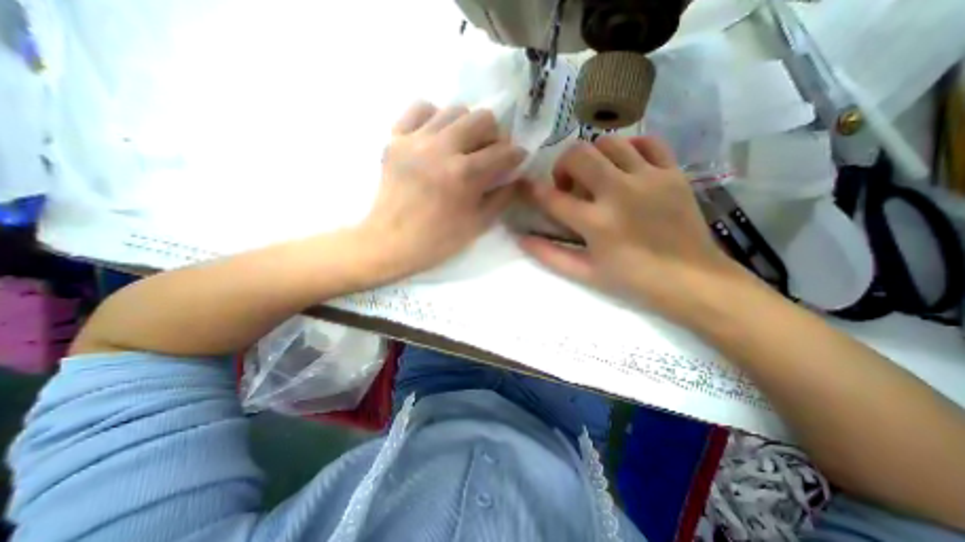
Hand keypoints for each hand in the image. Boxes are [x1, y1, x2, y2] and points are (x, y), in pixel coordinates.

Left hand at [354, 100, 523, 281]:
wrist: (391, 242)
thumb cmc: (438, 240)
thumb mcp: (478, 224)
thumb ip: (501, 197)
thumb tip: (514, 177)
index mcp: (464, 175)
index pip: (502, 152)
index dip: (516, 154)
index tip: (516, 159)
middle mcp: (441, 149)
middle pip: (482, 118)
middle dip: (495, 135)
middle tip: (490, 152)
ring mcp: (415, 140)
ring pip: (454, 110)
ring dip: (467, 126)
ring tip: (464, 145)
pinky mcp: (395, 139)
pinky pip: (420, 109)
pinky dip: (434, 117)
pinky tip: (437, 136)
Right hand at [521, 137, 745, 318]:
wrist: (691, 279)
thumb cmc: (632, 280)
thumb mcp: (585, 273)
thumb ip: (550, 254)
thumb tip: (521, 238)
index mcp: (596, 223)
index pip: (552, 198)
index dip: (532, 190)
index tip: (527, 188)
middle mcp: (619, 193)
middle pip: (578, 154)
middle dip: (562, 165)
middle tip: (568, 184)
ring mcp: (649, 178)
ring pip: (609, 142)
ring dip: (593, 156)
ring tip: (597, 176)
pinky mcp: (672, 173)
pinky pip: (648, 142)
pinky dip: (630, 148)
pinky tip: (626, 166)